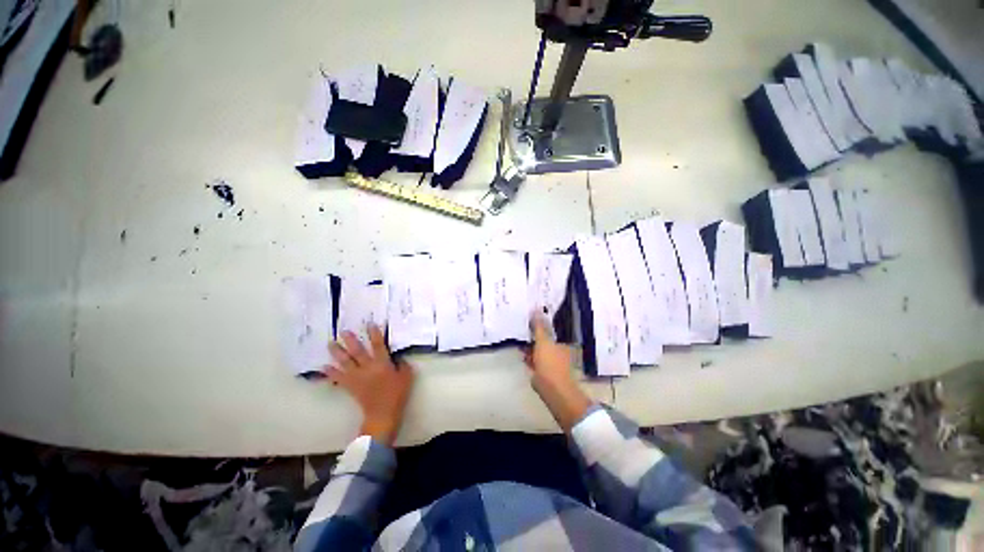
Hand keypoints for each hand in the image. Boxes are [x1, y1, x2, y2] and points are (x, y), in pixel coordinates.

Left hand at [324, 325, 414, 445]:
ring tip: (330, 343)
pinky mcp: (350, 386)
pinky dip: (330, 372)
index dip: (374, 334)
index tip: (369, 323)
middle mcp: (367, 367)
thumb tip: (399, 358)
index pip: (378, 345)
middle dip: (350, 340)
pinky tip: (323, 367)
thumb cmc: (396, 395)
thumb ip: (403, 365)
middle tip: (343, 331)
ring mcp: (357, 377)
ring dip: (337, 352)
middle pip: (357, 351)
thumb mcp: (406, 377)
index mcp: (382, 364)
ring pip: (345, 362)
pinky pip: (338, 378)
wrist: (382, 414)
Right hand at [525, 316, 592, 431]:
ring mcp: (552, 363)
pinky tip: (523, 357)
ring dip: (531, 348)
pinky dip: (530, 359)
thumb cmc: (550, 363)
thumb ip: (539, 326)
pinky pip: (536, 361)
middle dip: (534, 337)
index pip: (550, 331)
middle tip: (522, 332)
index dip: (540, 326)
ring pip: (539, 351)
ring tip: (520, 344)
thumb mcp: (543, 341)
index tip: (530, 322)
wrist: (553, 390)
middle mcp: (559, 352)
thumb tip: (536, 308)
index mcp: (561, 343)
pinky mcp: (545, 373)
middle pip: (545, 341)